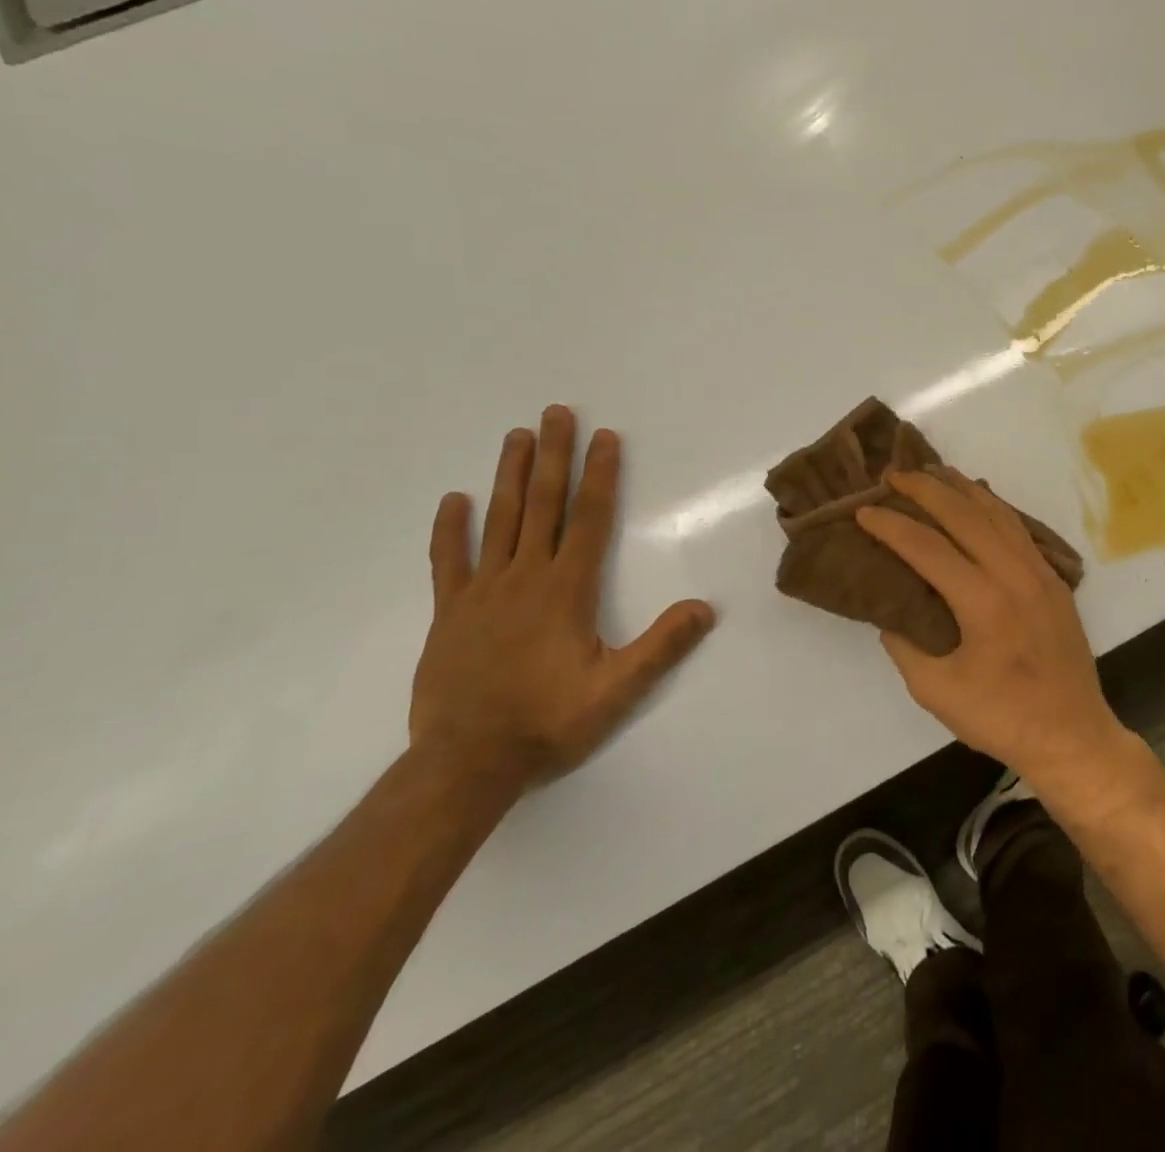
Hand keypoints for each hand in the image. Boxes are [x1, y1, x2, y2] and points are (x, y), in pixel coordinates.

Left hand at [410, 405, 714, 795]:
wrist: (466, 764)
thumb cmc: (549, 722)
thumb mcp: (618, 691)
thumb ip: (662, 646)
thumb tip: (705, 607)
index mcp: (567, 590)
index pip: (589, 519)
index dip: (599, 475)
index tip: (604, 438)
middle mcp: (525, 578)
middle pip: (543, 505)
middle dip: (553, 456)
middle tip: (555, 413)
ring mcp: (482, 593)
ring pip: (499, 521)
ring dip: (510, 476)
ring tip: (516, 436)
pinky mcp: (449, 614)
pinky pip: (448, 562)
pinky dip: (450, 529)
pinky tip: (453, 500)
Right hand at [856, 468, 1127, 787]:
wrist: (1072, 734)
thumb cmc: (1001, 717)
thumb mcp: (935, 690)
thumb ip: (905, 644)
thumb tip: (892, 610)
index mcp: (983, 602)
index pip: (927, 547)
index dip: (891, 526)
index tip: (863, 511)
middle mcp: (1014, 574)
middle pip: (964, 515)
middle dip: (925, 489)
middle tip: (893, 476)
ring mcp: (1039, 572)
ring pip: (996, 513)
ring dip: (961, 489)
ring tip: (933, 472)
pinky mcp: (1053, 579)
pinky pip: (1018, 528)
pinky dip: (993, 506)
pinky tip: (979, 499)